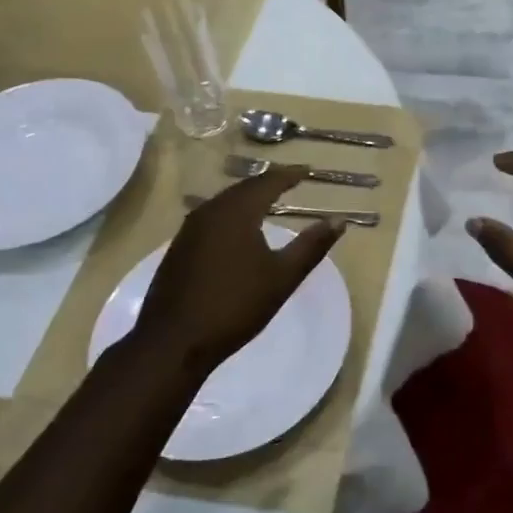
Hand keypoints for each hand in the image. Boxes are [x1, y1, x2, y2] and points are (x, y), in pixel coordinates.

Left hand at [126, 168, 343, 375]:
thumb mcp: (282, 277)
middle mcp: (209, 212)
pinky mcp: (179, 248)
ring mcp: (189, 230)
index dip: (290, 175)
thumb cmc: (234, 306)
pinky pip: (211, 218)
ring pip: (225, 202)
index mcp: (236, 212)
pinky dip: (232, 214)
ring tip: (269, 201)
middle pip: (244, 188)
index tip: (308, 170)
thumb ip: (311, 246)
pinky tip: (239, 229)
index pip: (268, 182)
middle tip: (290, 181)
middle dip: (268, 183)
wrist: (173, 342)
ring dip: (248, 198)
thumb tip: (339, 221)